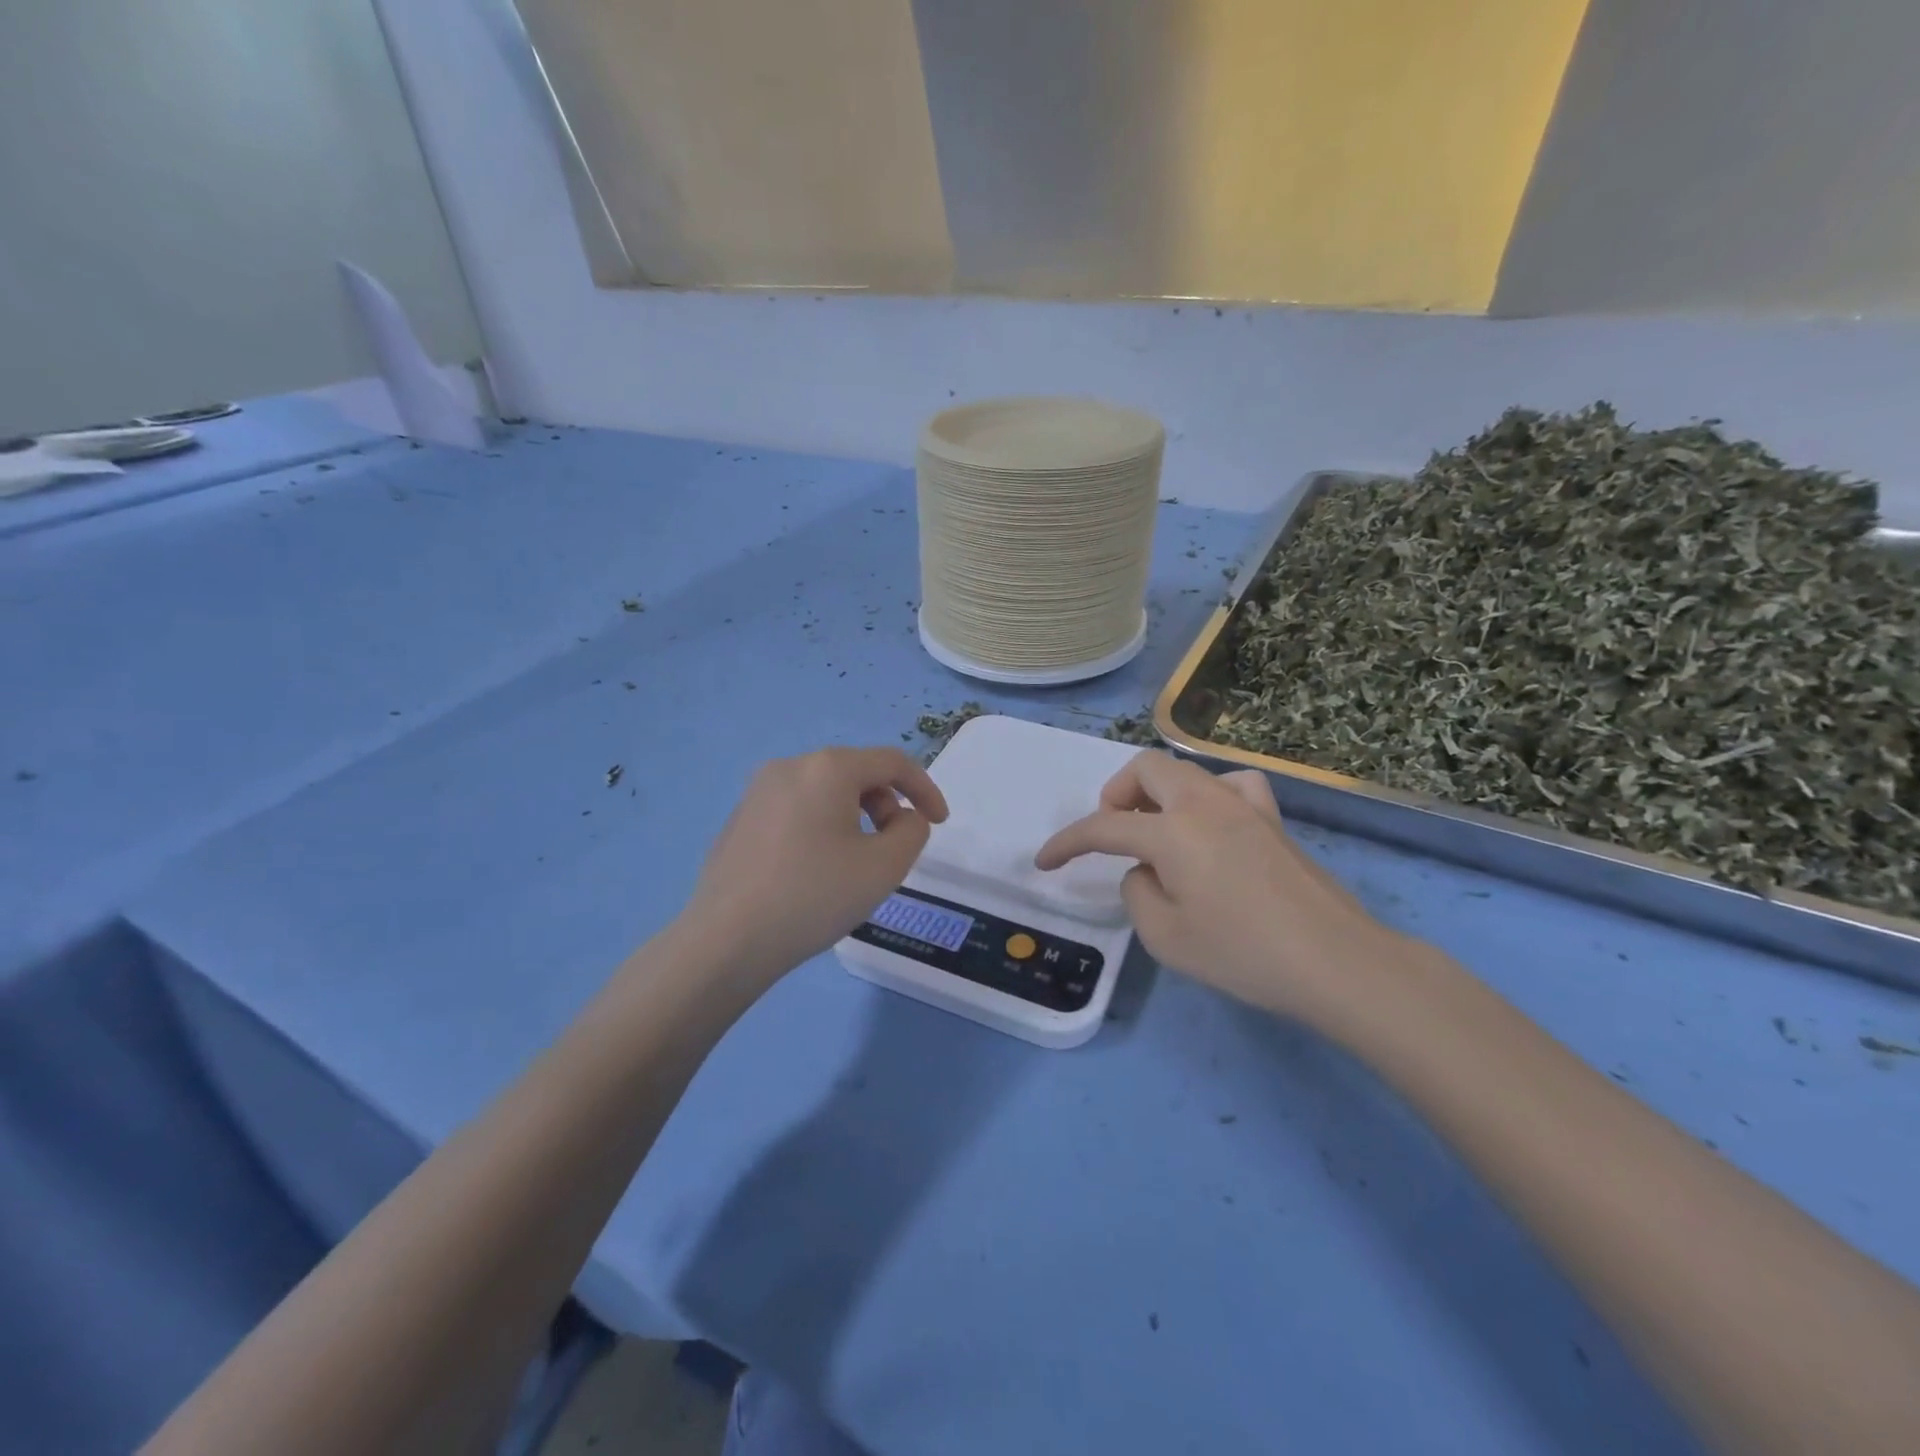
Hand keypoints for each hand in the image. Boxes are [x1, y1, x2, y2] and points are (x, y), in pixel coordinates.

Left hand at [678, 746, 948, 989]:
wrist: (726, 940)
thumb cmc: (814, 897)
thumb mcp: (884, 866)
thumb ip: (911, 831)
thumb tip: (902, 818)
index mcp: (827, 768)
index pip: (892, 762)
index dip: (925, 789)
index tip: (939, 824)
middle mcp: (790, 766)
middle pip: (856, 773)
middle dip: (886, 805)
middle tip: (892, 849)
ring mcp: (758, 792)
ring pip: (824, 792)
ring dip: (854, 817)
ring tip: (854, 864)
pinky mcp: (740, 819)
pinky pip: (796, 810)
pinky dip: (821, 828)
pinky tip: (814, 872)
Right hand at [1034, 751, 1401, 1027]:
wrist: (1335, 961)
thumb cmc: (1243, 953)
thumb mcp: (1166, 937)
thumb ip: (1138, 893)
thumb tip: (1145, 871)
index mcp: (1172, 831)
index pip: (1103, 827)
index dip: (1067, 842)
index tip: (1044, 862)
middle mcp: (1204, 803)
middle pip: (1145, 768)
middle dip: (1116, 794)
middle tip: (1114, 833)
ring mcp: (1244, 806)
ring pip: (1186, 771)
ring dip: (1157, 791)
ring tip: (1157, 830)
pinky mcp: (1273, 820)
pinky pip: (1230, 786)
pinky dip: (1207, 796)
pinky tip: (1213, 825)